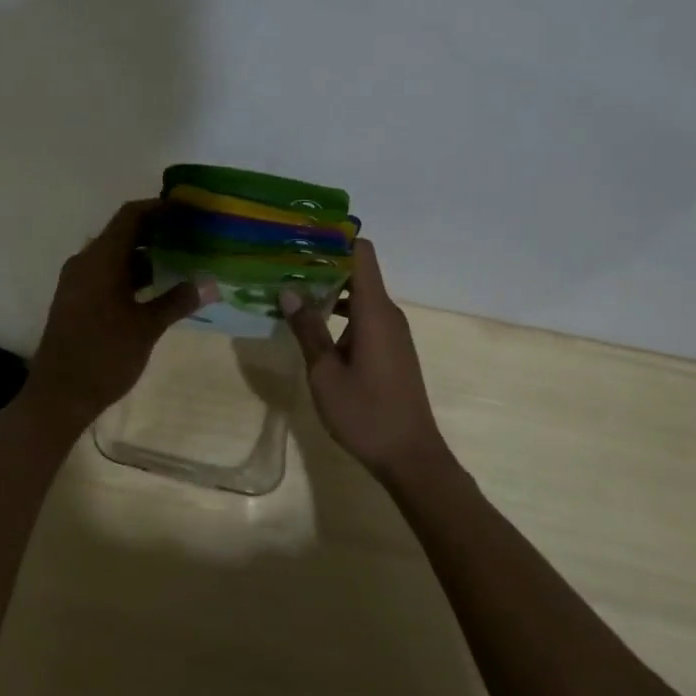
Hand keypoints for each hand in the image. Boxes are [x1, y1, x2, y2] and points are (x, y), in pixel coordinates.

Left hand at [23, 199, 208, 428]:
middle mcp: (84, 262)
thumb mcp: (146, 328)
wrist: (58, 395)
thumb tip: (210, 283)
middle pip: (121, 232)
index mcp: (100, 259)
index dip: (159, 207)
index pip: (130, 216)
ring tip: (179, 259)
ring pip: (113, 254)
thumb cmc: (104, 356)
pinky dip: (129, 272)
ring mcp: (76, 281)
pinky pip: (104, 272)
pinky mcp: (74, 299)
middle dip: (155, 230)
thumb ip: (178, 301)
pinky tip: (154, 288)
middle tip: (189, 234)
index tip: (187, 209)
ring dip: (143, 254)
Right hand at [280, 239, 445, 480]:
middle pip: (358, 271)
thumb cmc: (366, 413)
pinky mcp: (392, 350)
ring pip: (360, 296)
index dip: (334, 239)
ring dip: (329, 292)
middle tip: (284, 266)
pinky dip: (341, 313)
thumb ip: (307, 329)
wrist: (411, 457)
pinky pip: (365, 317)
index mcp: (374, 310)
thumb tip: (288, 290)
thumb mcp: (325, 372)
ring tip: (292, 293)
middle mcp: (387, 313)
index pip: (361, 253)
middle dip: (323, 265)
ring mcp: (392, 332)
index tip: (302, 238)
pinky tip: (314, 327)